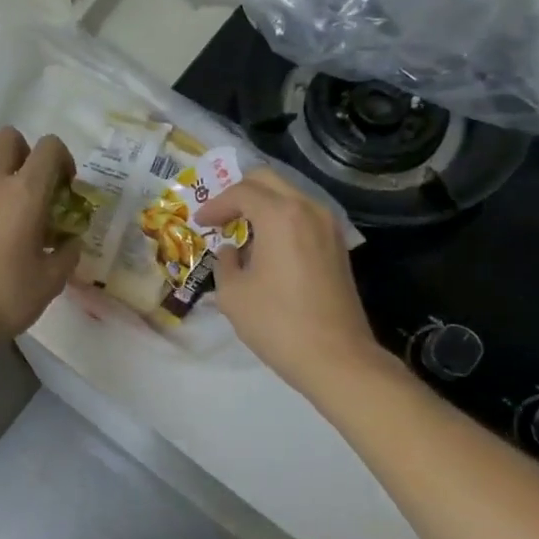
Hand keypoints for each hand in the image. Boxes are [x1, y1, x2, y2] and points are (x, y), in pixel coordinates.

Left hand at [0, 127, 80, 361]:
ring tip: (8, 232)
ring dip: (2, 188)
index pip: (48, 147)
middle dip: (26, 155)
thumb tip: (70, 243)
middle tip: (34, 193)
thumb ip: (67, 254)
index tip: (65, 188)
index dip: (62, 158)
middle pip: (8, 139)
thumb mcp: (51, 281)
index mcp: (24, 193)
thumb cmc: (6, 297)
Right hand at [197, 168, 384, 396]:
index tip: (200, 222)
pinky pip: (304, 216)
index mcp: (280, 215)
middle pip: (268, 181)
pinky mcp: (338, 246)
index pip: (241, 192)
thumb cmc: (277, 323)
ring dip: (262, 206)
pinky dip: (281, 221)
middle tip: (220, 217)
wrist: (336, 357)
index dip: (215, 205)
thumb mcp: (233, 294)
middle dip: (239, 194)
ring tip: (241, 233)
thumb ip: (225, 263)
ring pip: (289, 196)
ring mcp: (329, 226)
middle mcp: (308, 209)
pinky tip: (267, 248)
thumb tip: (231, 252)